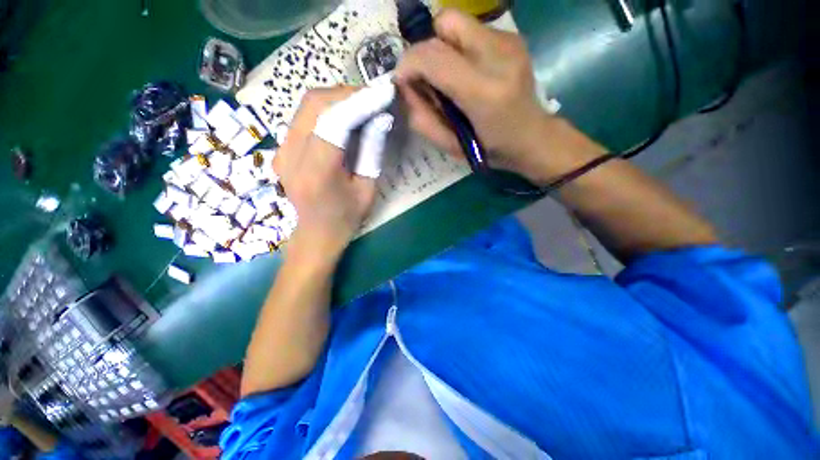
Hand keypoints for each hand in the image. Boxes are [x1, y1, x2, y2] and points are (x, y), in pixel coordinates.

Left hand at [273, 87, 376, 262]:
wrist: (315, 235)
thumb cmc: (346, 218)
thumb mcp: (367, 189)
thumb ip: (372, 152)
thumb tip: (380, 118)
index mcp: (317, 173)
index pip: (335, 122)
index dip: (360, 102)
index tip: (384, 92)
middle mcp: (291, 156)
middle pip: (314, 104)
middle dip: (347, 93)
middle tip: (373, 96)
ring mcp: (281, 150)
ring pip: (306, 106)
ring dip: (336, 98)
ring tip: (362, 103)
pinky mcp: (281, 149)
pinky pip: (303, 117)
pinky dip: (326, 108)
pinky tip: (343, 115)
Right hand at [395, 9, 605, 184]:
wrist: (532, 137)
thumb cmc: (490, 150)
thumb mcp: (450, 146)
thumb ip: (423, 119)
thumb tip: (405, 88)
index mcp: (484, 93)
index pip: (433, 57)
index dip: (408, 64)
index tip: (402, 81)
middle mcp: (499, 56)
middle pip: (444, 24)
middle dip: (425, 51)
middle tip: (428, 81)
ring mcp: (509, 42)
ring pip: (456, 22)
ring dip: (442, 48)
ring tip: (450, 78)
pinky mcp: (512, 37)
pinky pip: (470, 30)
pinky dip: (458, 47)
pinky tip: (467, 72)